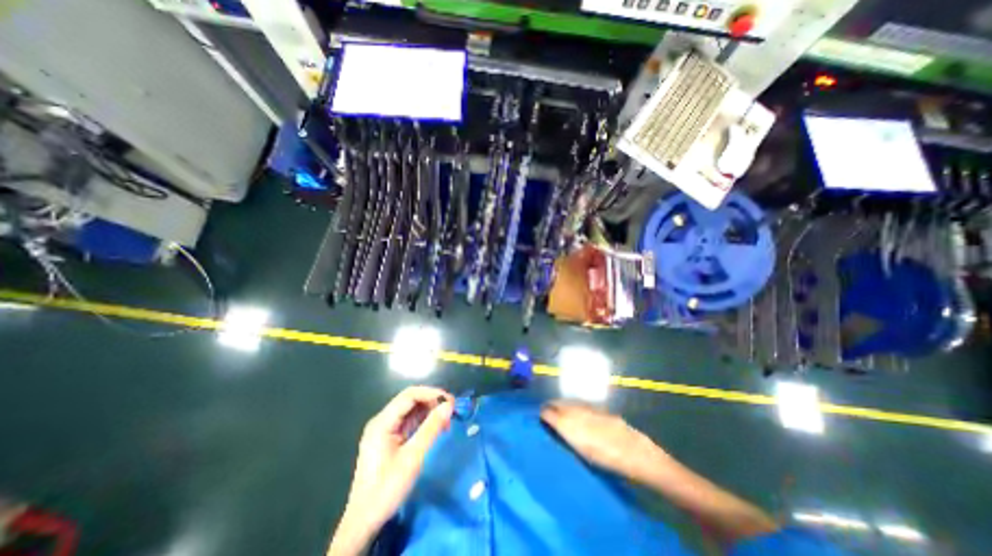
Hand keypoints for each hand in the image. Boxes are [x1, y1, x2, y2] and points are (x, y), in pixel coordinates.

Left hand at [328, 386, 451, 555]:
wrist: (364, 522)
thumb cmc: (387, 488)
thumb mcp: (413, 458)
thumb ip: (431, 428)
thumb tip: (449, 405)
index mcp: (382, 422)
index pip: (409, 395)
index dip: (431, 393)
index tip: (450, 401)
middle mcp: (382, 421)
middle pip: (410, 401)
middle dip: (432, 402)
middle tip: (452, 411)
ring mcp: (385, 430)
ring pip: (411, 411)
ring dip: (430, 412)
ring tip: (447, 421)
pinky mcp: (389, 439)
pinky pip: (410, 422)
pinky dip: (424, 422)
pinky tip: (436, 429)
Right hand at [539, 401, 668, 482]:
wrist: (634, 452)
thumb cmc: (606, 459)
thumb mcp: (582, 452)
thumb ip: (567, 436)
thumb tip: (556, 426)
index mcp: (568, 424)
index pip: (549, 412)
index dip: (543, 414)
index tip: (539, 416)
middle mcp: (575, 411)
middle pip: (558, 403)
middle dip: (551, 406)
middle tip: (547, 412)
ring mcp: (588, 408)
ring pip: (569, 402)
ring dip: (563, 405)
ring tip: (560, 410)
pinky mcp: (599, 409)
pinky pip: (581, 404)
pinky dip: (576, 406)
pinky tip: (578, 412)